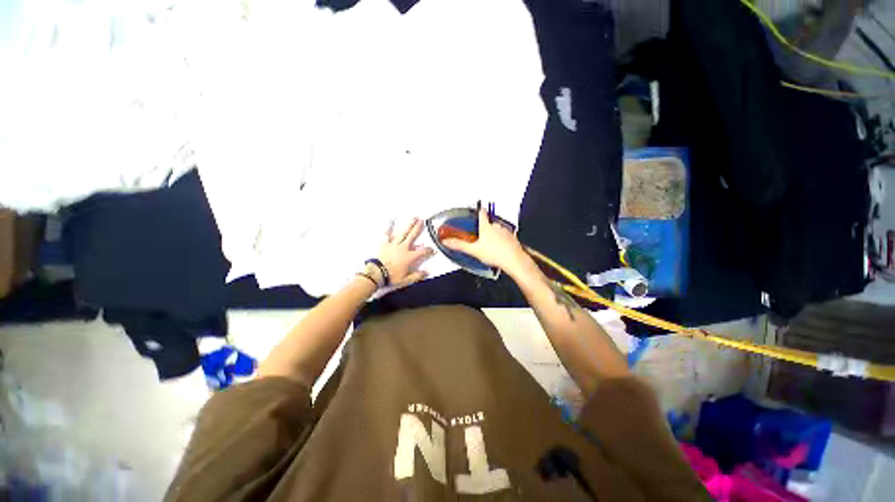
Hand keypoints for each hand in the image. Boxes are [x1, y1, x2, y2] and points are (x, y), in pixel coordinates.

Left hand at [376, 218, 434, 288]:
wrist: (376, 274)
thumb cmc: (391, 277)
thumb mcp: (406, 280)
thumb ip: (417, 275)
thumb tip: (426, 272)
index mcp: (409, 257)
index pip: (423, 252)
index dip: (429, 250)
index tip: (432, 249)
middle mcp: (403, 248)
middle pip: (413, 236)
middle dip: (418, 228)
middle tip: (422, 221)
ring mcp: (394, 245)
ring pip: (403, 233)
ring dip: (409, 225)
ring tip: (413, 218)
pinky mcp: (385, 244)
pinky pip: (387, 234)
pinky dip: (389, 228)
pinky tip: (390, 221)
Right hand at [442, 208, 531, 276]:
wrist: (513, 260)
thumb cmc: (495, 254)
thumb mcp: (473, 250)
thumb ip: (459, 245)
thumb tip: (447, 242)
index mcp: (486, 227)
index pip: (482, 214)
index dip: (479, 211)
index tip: (479, 209)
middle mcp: (497, 227)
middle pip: (490, 223)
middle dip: (486, 228)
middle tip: (481, 236)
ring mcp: (506, 232)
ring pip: (498, 230)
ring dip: (494, 235)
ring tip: (491, 245)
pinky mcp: (512, 238)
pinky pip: (506, 237)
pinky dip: (502, 241)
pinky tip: (499, 249)